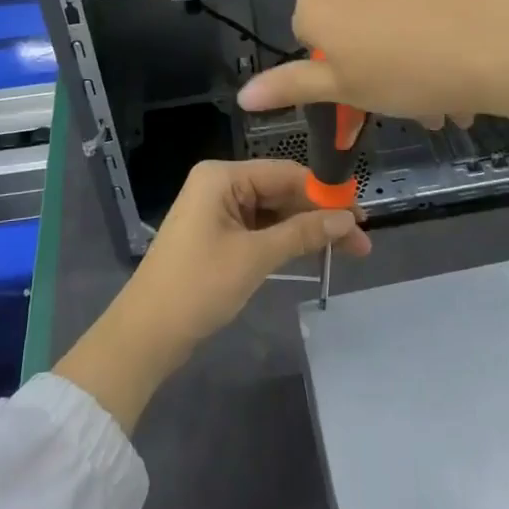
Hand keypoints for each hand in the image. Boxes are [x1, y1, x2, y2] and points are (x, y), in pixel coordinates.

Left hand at [54, 160, 370, 432]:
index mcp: (222, 176)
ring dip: (307, 230)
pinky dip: (286, 241)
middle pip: (281, 192)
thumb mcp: (255, 257)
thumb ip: (302, 233)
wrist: (146, 334)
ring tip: (349, 250)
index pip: (285, 173)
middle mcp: (220, 184)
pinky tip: (315, 251)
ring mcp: (218, 210)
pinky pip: (260, 229)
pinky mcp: (218, 235)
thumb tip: (347, 219)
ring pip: (274, 212)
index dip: (325, 192)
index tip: (362, 211)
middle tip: (362, 239)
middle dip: (320, 215)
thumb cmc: (198, 287)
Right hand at [238, 0, 508, 125]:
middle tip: (410, 101)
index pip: (308, 33)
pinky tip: (464, 49)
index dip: (335, 66)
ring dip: (409, 43)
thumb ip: (292, 87)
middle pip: (353, 18)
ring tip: (448, 87)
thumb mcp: (346, 90)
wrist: (495, 37)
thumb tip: (244, 94)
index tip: (365, 90)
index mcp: (318, 3)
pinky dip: (435, 18)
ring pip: (392, 7)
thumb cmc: (408, 74)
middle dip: (376, 59)